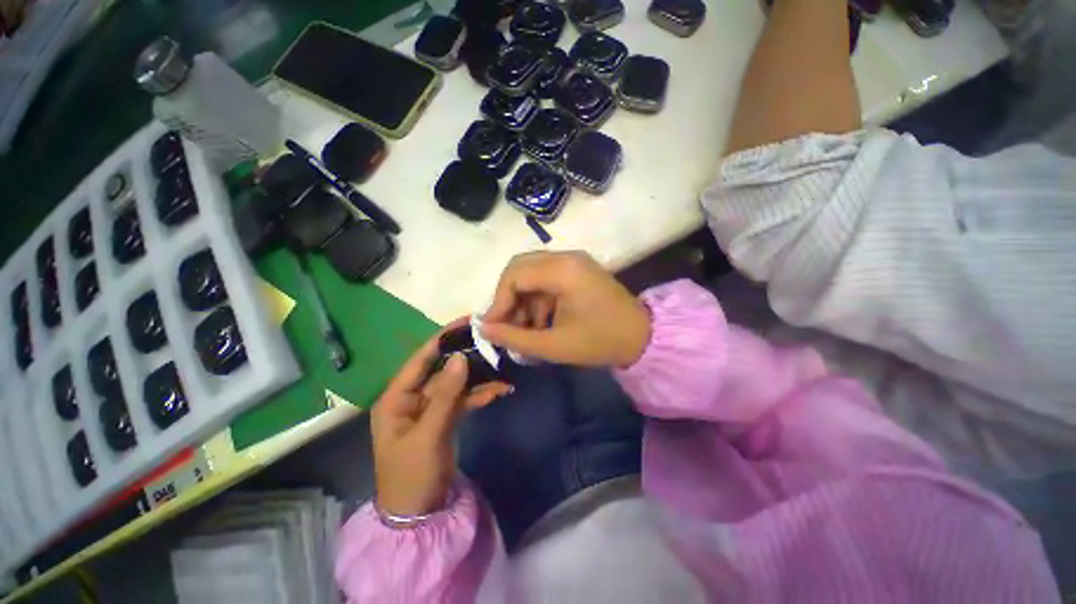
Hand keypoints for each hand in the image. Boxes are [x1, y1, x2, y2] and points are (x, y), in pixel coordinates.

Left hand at [372, 320, 510, 516]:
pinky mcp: (445, 418)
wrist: (419, 515)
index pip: (420, 360)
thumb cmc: (412, 475)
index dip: (441, 339)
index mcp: (396, 398)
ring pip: (456, 383)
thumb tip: (460, 357)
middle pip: (441, 369)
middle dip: (465, 356)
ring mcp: (430, 408)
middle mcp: (412, 398)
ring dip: (478, 378)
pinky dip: (480, 395)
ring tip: (501, 368)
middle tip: (489, 340)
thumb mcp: (428, 434)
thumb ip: (446, 395)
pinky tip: (499, 391)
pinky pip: (463, 400)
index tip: (465, 322)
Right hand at [480, 251, 650, 366]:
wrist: (643, 338)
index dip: (498, 301)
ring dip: (524, 300)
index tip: (493, 327)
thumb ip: (515, 338)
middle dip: (508, 298)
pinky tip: (542, 322)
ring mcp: (574, 261)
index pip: (515, 275)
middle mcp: (567, 257)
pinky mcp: (578, 270)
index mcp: (563, 270)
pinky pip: (547, 278)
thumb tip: (484, 330)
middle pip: (520, 268)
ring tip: (526, 330)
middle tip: (506, 325)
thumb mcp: (554, 345)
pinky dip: (538, 299)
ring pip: (532, 273)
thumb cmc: (600, 342)